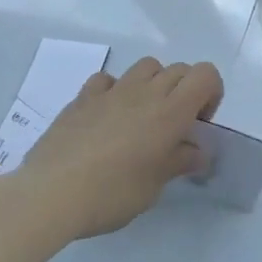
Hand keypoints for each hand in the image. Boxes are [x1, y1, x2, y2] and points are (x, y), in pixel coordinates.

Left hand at [16, 57, 222, 239]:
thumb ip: (180, 162)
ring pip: (146, 66)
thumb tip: (198, 152)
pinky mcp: (83, 98)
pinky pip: (107, 80)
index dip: (211, 92)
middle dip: (185, 90)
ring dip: (153, 83)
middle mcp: (145, 92)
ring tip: (143, 116)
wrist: (50, 194)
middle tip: (174, 126)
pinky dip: (114, 90)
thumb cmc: (112, 193)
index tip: (199, 123)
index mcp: (171, 111)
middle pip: (179, 69)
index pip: (206, 74)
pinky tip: (107, 115)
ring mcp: (112, 91)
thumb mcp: (154, 186)